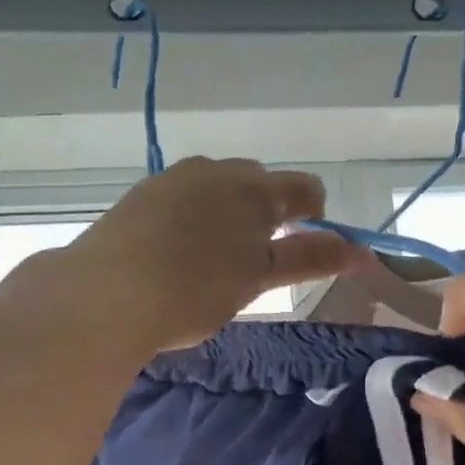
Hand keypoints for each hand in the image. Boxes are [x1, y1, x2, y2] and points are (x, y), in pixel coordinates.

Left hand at [63, 157, 362, 351]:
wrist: (106, 294)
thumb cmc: (194, 292)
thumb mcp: (257, 279)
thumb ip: (308, 259)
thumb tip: (358, 251)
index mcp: (254, 190)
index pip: (303, 188)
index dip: (313, 215)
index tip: (303, 245)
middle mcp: (217, 170)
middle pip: (258, 182)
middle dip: (266, 212)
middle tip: (255, 259)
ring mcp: (174, 178)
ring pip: (217, 186)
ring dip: (227, 211)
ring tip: (213, 256)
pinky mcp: (142, 194)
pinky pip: (182, 196)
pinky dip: (191, 216)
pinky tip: (175, 250)